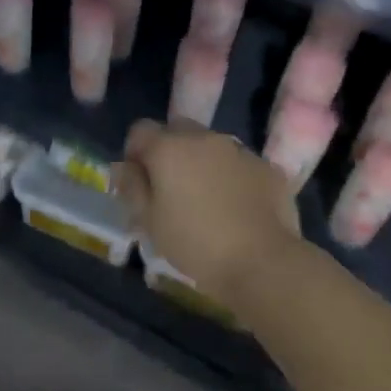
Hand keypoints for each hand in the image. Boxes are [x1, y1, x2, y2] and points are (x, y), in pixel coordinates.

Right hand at [114, 119, 298, 302]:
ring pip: (211, 146)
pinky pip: (239, 163)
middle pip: (177, 130)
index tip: (139, 182)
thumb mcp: (149, 221)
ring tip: (207, 201)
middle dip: (169, 152)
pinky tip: (237, 208)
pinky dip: (233, 177)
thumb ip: (132, 187)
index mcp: (169, 147)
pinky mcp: (267, 166)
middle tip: (171, 189)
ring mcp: (239, 150)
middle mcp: (204, 138)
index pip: (140, 130)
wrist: (262, 261)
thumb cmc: (195, 243)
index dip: (135, 153)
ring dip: (202, 162)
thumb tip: (124, 167)